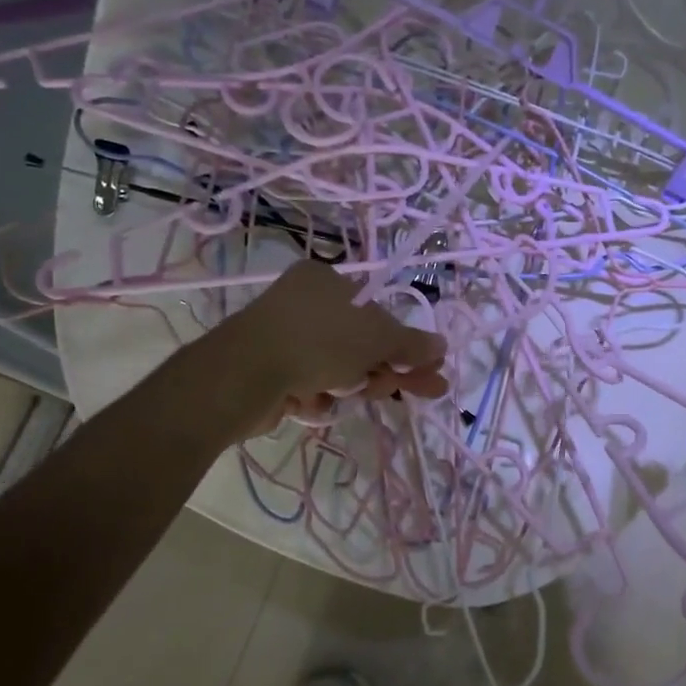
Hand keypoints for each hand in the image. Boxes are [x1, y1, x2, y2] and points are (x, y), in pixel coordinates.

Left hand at [223, 261, 449, 432]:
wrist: (243, 375)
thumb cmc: (318, 341)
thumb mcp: (377, 338)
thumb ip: (411, 344)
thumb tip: (442, 346)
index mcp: (326, 281)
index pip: (377, 311)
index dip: (406, 342)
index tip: (429, 367)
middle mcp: (304, 304)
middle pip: (362, 342)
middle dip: (392, 369)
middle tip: (425, 391)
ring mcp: (285, 339)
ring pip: (340, 367)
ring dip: (359, 384)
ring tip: (362, 397)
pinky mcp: (270, 372)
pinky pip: (311, 383)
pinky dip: (321, 395)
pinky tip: (319, 403)